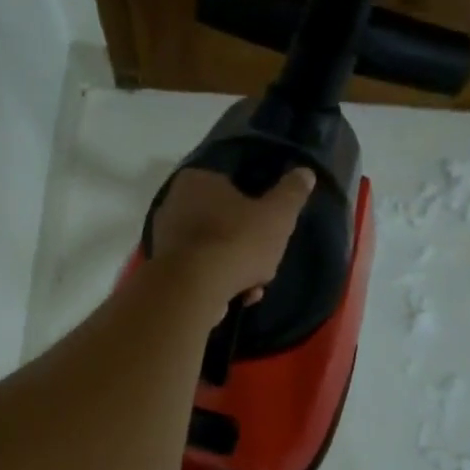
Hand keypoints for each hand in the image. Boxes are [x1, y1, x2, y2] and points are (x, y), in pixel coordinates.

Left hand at [150, 166, 316, 322]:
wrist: (193, 289)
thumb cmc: (236, 242)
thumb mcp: (277, 215)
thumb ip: (292, 193)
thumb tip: (305, 173)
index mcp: (197, 179)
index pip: (232, 186)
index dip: (256, 209)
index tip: (270, 230)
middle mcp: (174, 203)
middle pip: (224, 222)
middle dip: (247, 246)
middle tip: (264, 262)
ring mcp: (165, 238)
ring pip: (213, 250)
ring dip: (236, 270)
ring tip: (252, 288)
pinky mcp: (163, 270)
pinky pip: (199, 272)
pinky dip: (218, 283)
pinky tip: (236, 297)